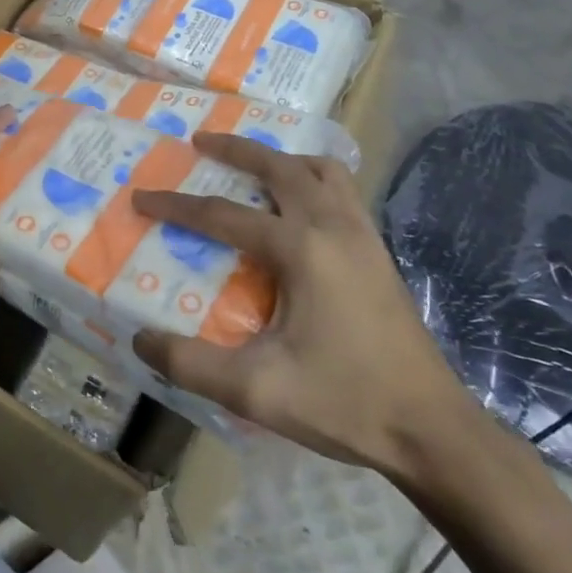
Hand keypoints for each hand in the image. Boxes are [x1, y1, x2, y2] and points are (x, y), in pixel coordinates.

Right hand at [131, 132, 479, 475]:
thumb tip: (140, 339)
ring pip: (321, 170)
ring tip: (254, 168)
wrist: (431, 430)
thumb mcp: (255, 390)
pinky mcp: (379, 253)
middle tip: (200, 142)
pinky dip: (314, 180)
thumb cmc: (343, 403)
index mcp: (301, 249)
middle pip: (279, 166)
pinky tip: (299, 208)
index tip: (140, 198)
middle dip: (235, 148)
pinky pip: (344, 192)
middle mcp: (333, 227)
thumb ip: (189, 363)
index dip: (174, 206)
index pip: (221, 215)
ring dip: (282, 159)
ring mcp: (363, 236)